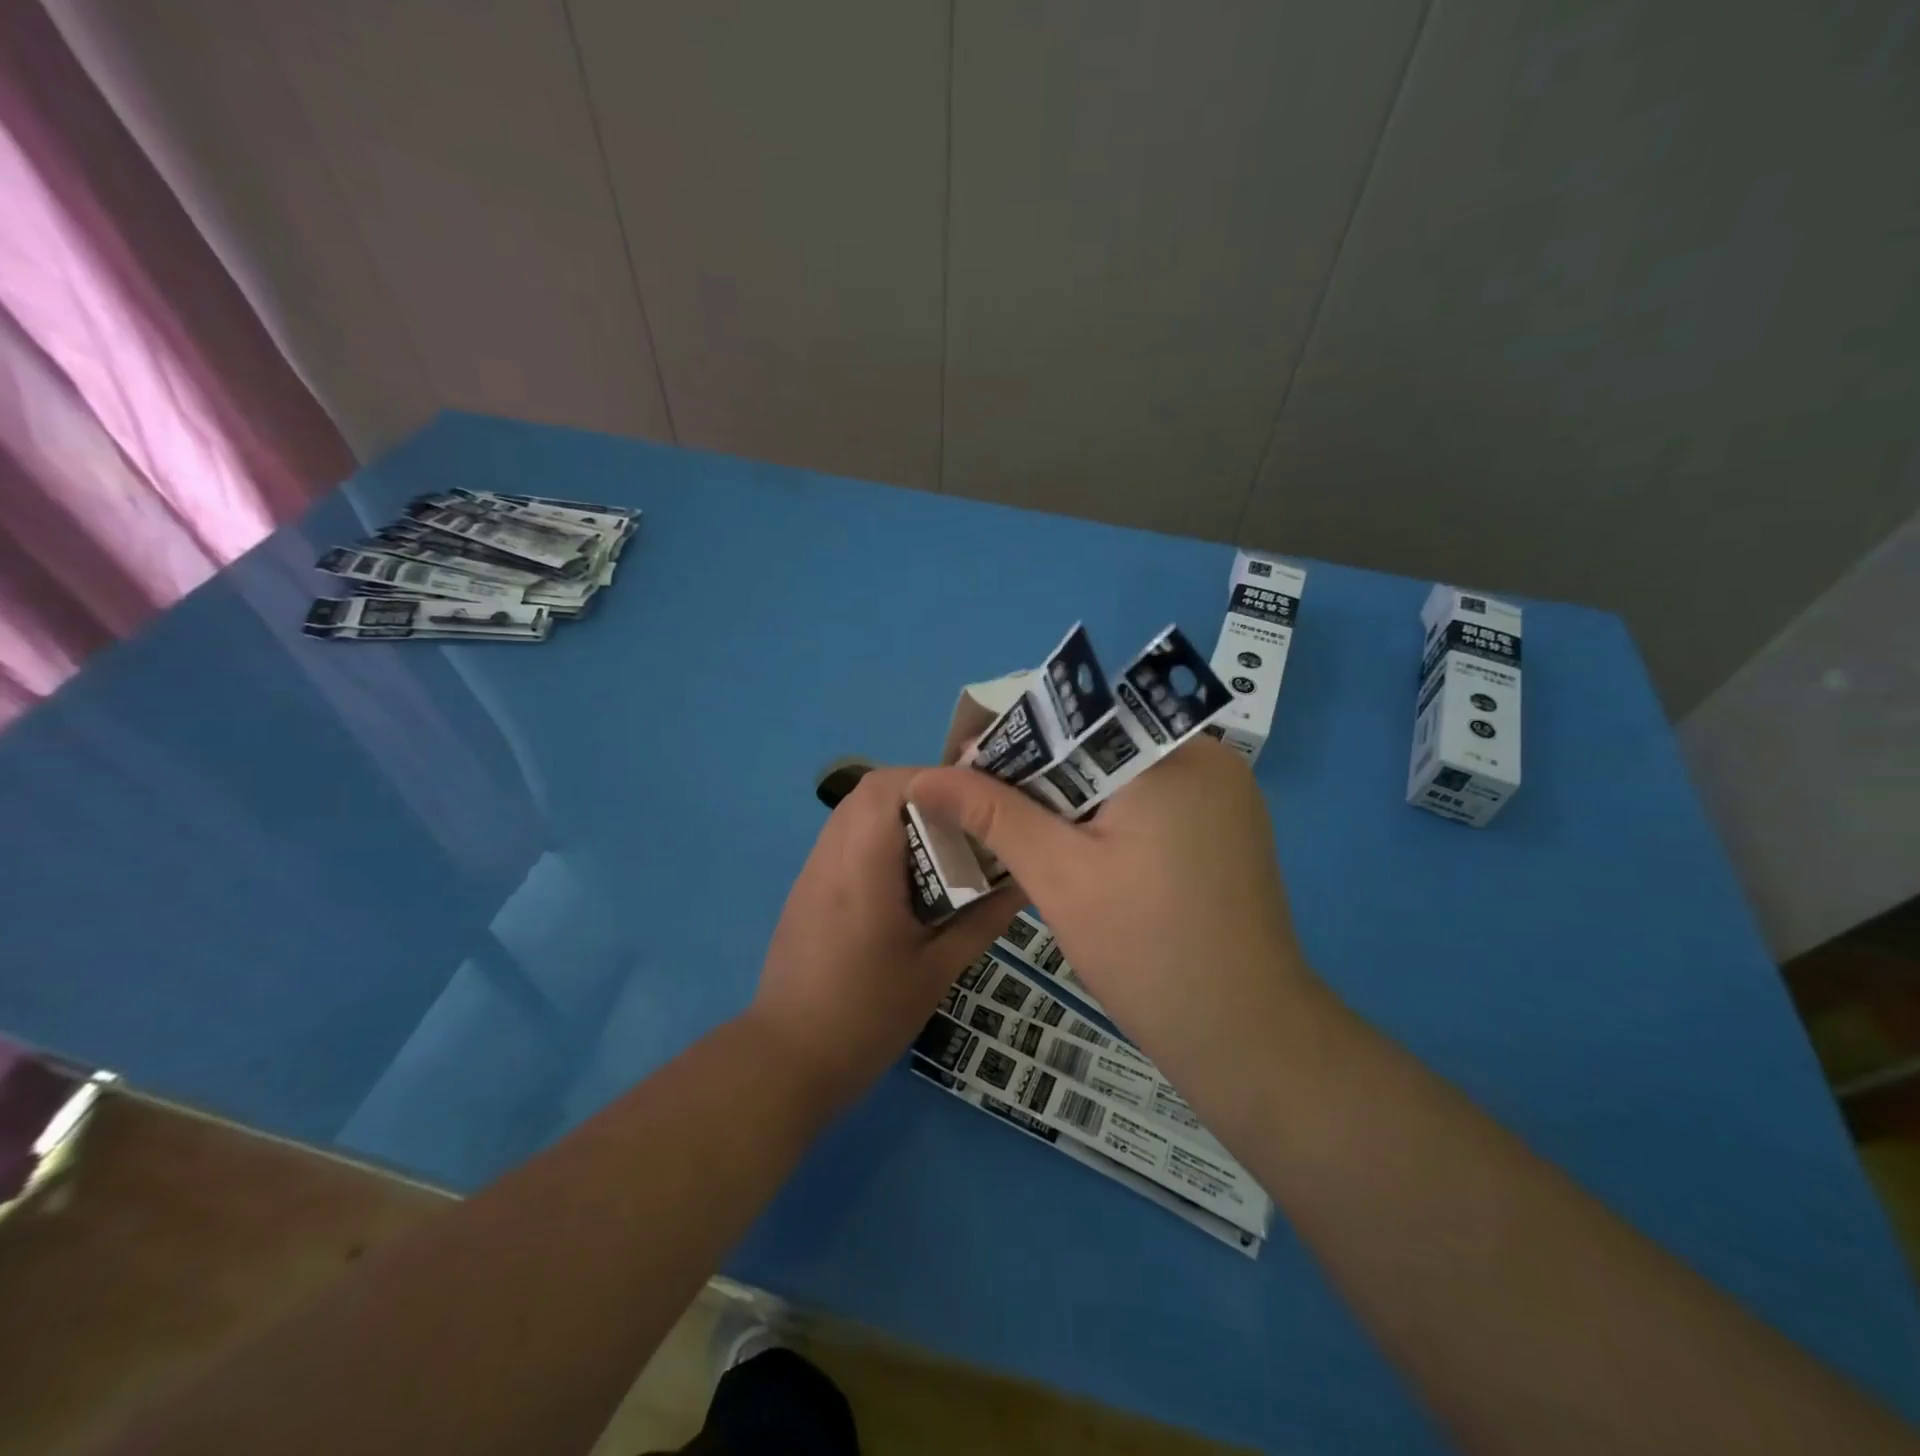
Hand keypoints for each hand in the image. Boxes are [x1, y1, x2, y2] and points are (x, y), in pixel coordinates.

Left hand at [748, 766, 1019, 1110]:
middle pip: (868, 791)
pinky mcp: (806, 888)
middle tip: (964, 819)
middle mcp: (831, 857)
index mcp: (862, 871)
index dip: (931, 779)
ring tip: (942, 842)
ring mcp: (812, 871)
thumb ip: (983, 921)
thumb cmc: (867, 1017)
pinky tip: (906, 875)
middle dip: (920, 791)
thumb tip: (1024, 883)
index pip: (886, 789)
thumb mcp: (937, 972)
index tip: (974, 798)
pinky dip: (878, 836)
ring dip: (897, 812)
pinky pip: (844, 838)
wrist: (787, 1060)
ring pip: (853, 811)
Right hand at [906, 738, 1317, 1089]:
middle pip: (1101, 744)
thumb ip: (992, 814)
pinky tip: (1070, 850)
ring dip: (1068, 799)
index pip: (1077, 717)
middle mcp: (1208, 758)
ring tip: (1011, 827)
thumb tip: (924, 775)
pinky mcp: (1225, 831)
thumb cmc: (1147, 950)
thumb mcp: (1058, 875)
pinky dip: (1106, 819)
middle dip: (1037, 774)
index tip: (962, 769)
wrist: (1246, 1038)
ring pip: (1122, 776)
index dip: (1012, 738)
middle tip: (977, 804)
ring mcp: (1224, 796)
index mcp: (1174, 752)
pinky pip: (1151, 804)